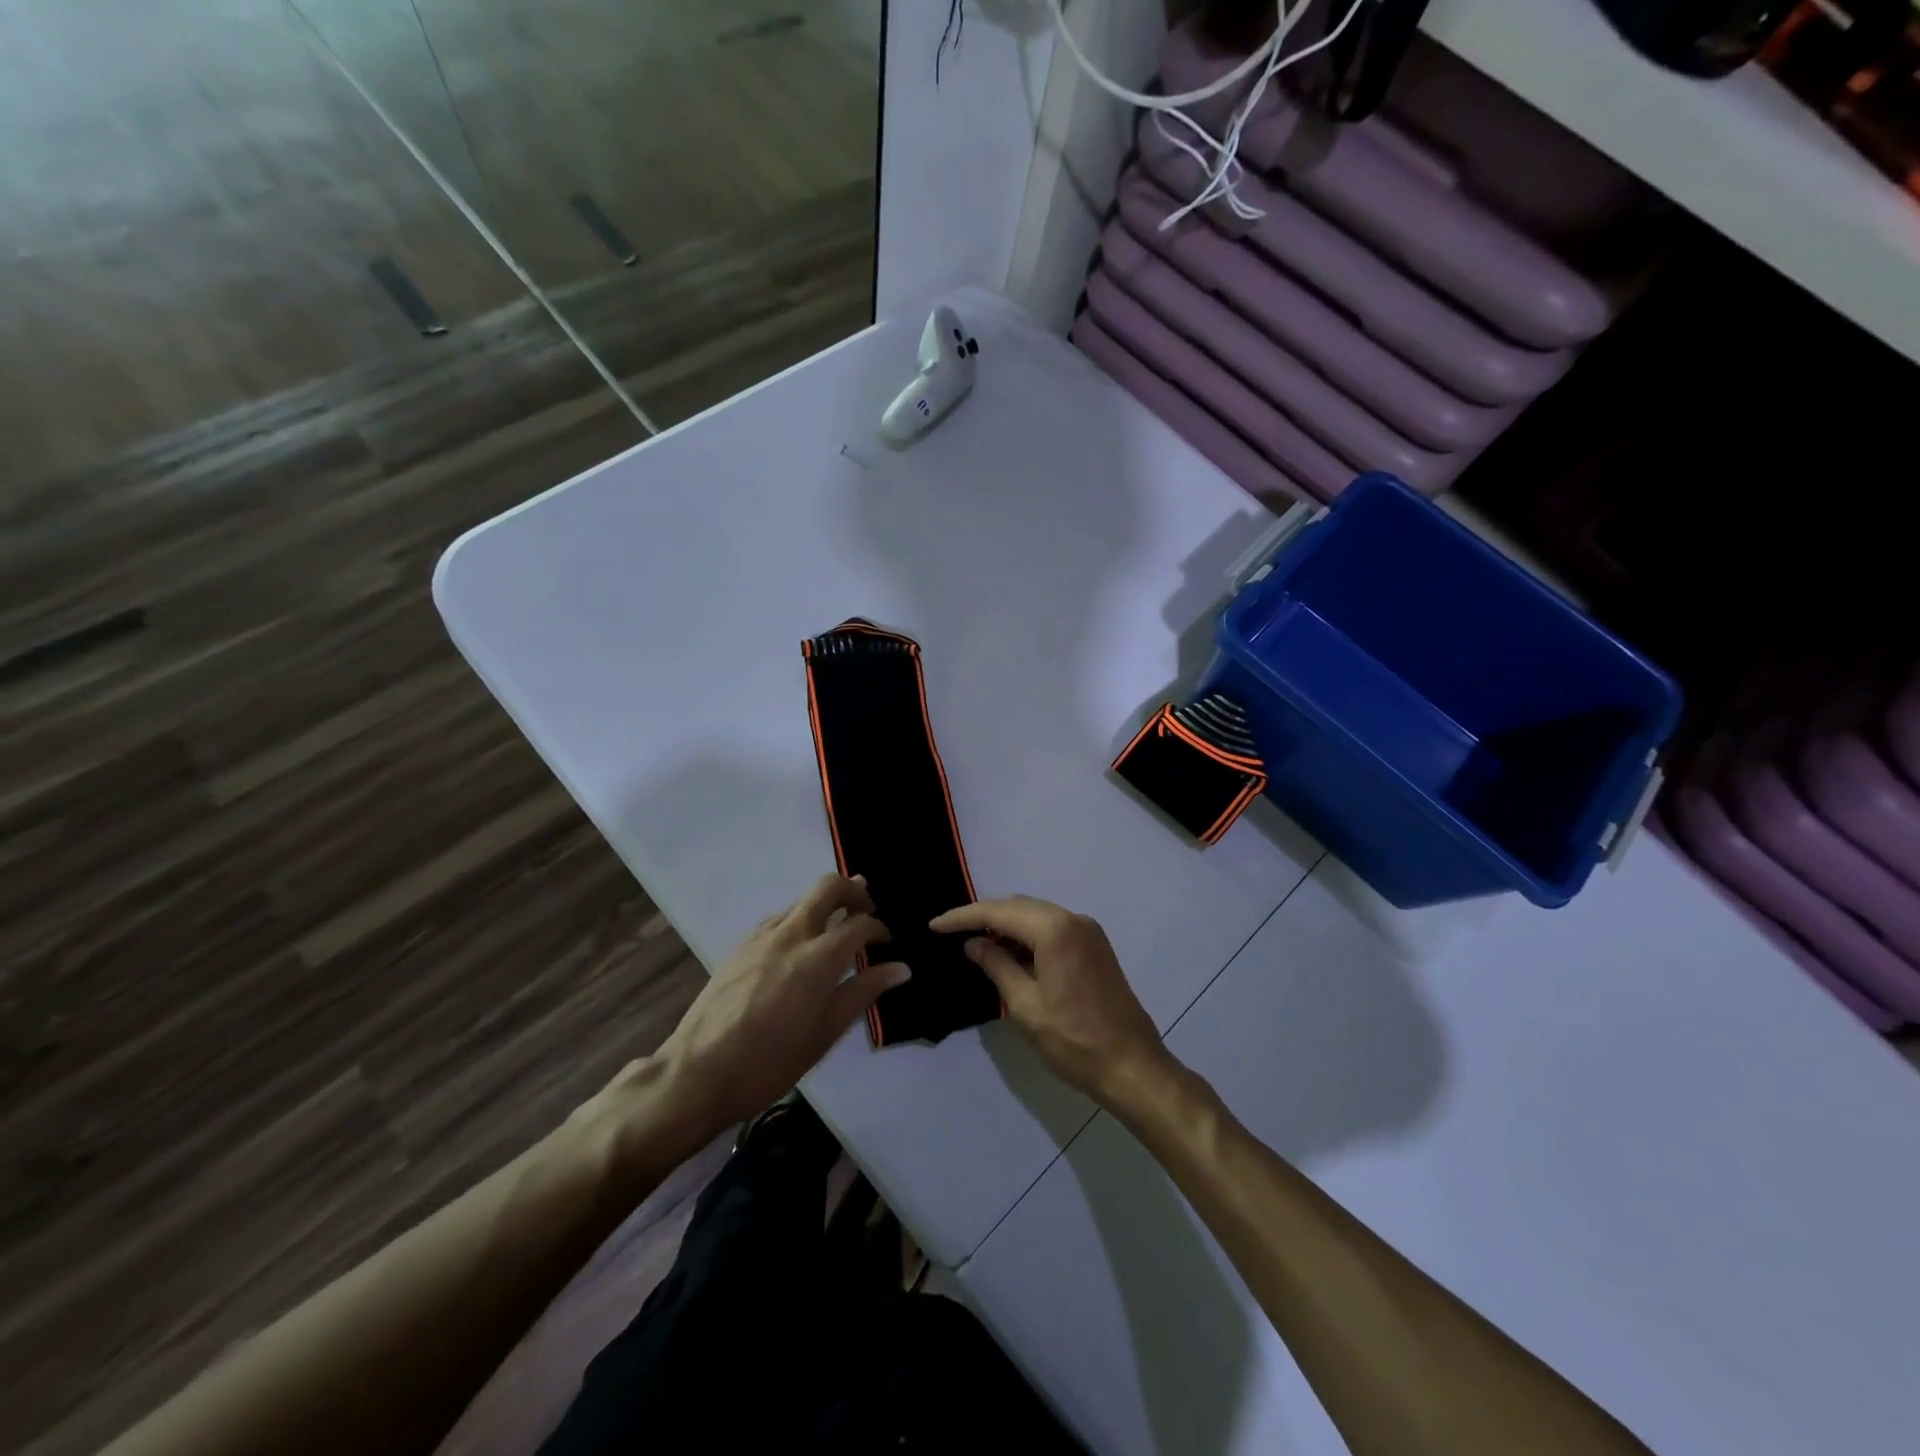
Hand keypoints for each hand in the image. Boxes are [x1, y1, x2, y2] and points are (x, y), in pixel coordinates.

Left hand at [652, 874, 908, 1136]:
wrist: (698, 1073)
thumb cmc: (770, 1061)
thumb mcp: (825, 1033)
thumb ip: (863, 993)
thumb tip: (901, 968)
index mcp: (818, 957)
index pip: (860, 924)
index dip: (879, 929)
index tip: (887, 943)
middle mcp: (792, 934)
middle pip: (828, 887)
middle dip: (853, 890)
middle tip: (867, 909)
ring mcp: (762, 937)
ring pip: (801, 900)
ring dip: (825, 903)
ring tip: (838, 925)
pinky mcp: (741, 946)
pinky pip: (779, 918)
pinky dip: (799, 919)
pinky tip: (800, 945)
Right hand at [930, 896, 1169, 1106]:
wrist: (1132, 1066)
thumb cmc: (1073, 1040)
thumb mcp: (1024, 1005)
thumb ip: (996, 966)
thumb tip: (973, 943)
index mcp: (1054, 929)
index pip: (998, 912)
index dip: (963, 917)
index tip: (934, 926)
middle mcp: (1073, 919)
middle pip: (1017, 906)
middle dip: (983, 916)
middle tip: (950, 933)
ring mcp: (1088, 931)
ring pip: (1035, 915)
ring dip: (1005, 925)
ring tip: (974, 942)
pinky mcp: (1095, 946)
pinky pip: (1052, 928)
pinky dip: (1027, 935)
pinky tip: (1009, 953)